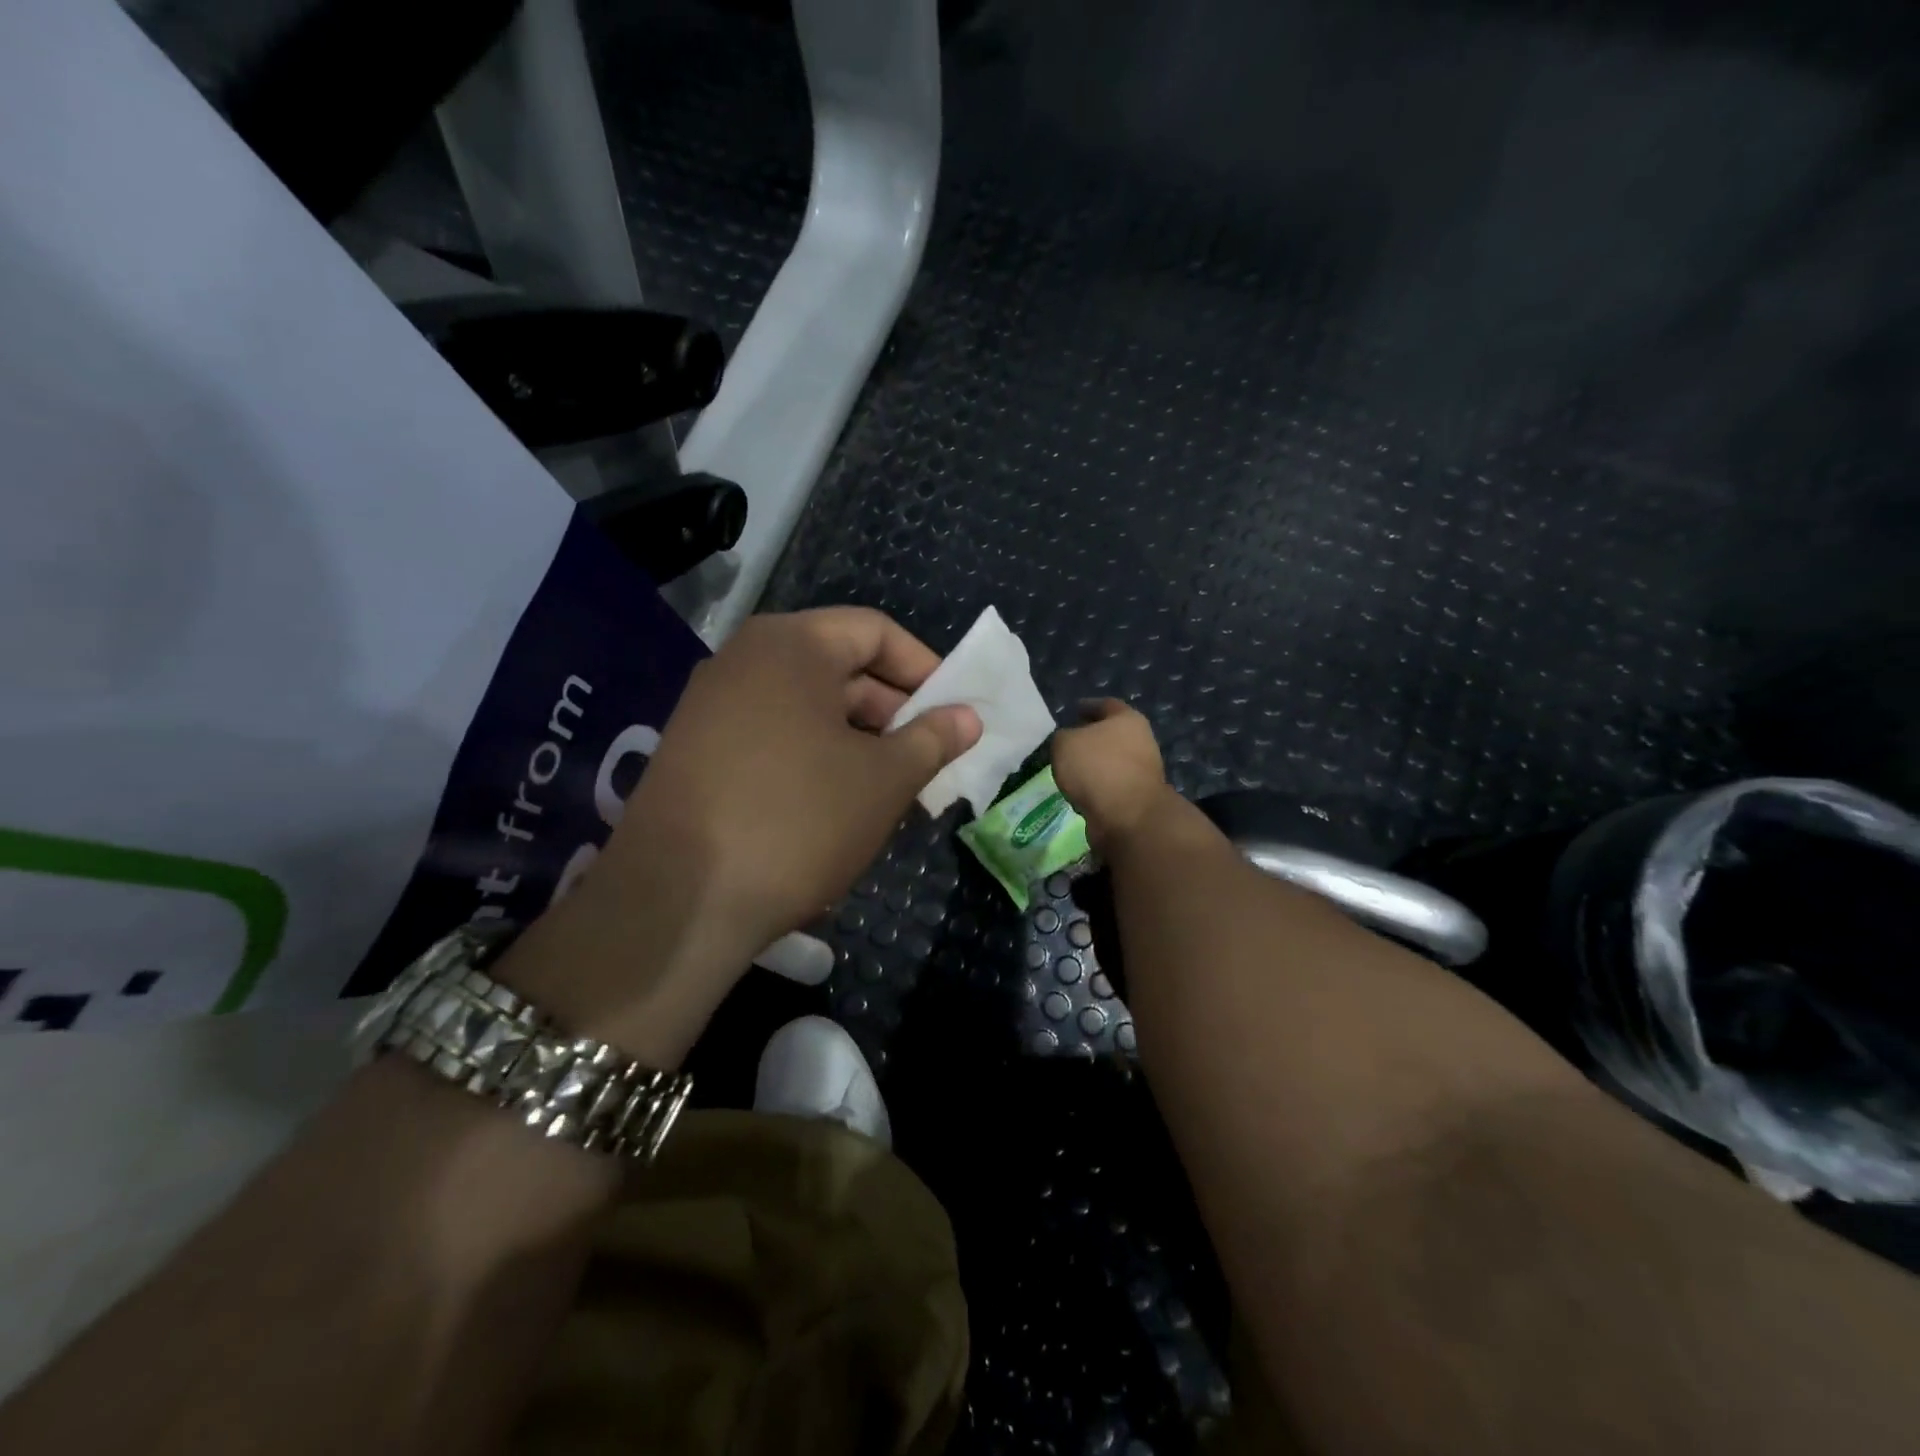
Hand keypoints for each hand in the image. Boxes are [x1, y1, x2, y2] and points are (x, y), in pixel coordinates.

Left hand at [503, 609, 979, 1060]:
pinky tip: (838, 807)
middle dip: (893, 711)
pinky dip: (815, 759)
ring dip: (858, 741)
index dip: (925, 667)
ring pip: (807, 708)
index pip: (875, 631)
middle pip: (838, 667)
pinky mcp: (695, 752)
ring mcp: (711, 706)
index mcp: (790, 645)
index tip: (954, 712)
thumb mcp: (884, 780)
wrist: (676, 902)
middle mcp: (744, 660)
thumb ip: (932, 739)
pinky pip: (773, 737)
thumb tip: (968, 718)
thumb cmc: (798, 820)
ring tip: (893, 790)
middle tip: (930, 758)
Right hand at [1051, 698, 1171, 851]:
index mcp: (1128, 719)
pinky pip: (1111, 786)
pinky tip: (1080, 792)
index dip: (1088, 706)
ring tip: (1070, 771)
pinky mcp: (1138, 797)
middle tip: (1068, 743)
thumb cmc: (1096, 768)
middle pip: (1112, 734)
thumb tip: (1069, 742)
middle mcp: (1141, 741)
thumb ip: (1063, 737)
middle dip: (1091, 738)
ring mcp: (1142, 771)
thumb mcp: (1064, 744)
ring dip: (1093, 766)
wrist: (1127, 816)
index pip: (1106, 705)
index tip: (1074, 710)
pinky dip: (1097, 787)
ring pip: (1112, 762)